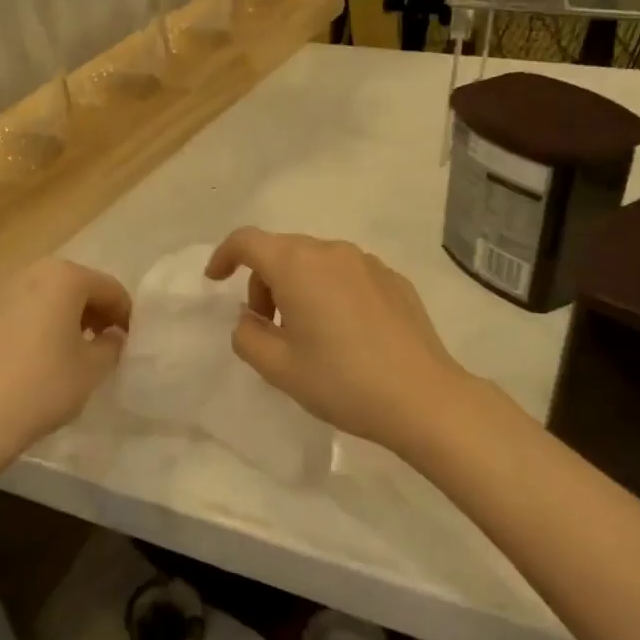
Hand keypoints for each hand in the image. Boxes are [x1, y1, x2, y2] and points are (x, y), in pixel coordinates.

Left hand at [0, 259, 131, 457]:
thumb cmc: (42, 387)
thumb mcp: (92, 369)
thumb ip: (111, 345)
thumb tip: (111, 335)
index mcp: (63, 276)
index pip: (108, 288)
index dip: (124, 314)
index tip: (129, 340)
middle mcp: (26, 270)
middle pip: (71, 284)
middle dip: (90, 310)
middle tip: (99, 341)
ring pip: (39, 294)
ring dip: (58, 314)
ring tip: (64, 348)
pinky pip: (12, 309)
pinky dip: (28, 322)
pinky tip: (29, 355)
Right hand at [205, 228, 470, 454]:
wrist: (423, 398)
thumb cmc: (342, 381)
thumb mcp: (279, 368)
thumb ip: (247, 337)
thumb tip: (249, 320)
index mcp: (298, 265)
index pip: (248, 241)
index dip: (224, 256)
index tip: (215, 281)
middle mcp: (333, 252)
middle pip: (283, 251)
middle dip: (263, 282)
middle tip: (266, 328)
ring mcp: (369, 263)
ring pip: (317, 262)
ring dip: (298, 287)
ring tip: (307, 334)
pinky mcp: (394, 280)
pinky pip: (348, 275)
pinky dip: (331, 292)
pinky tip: (346, 334)